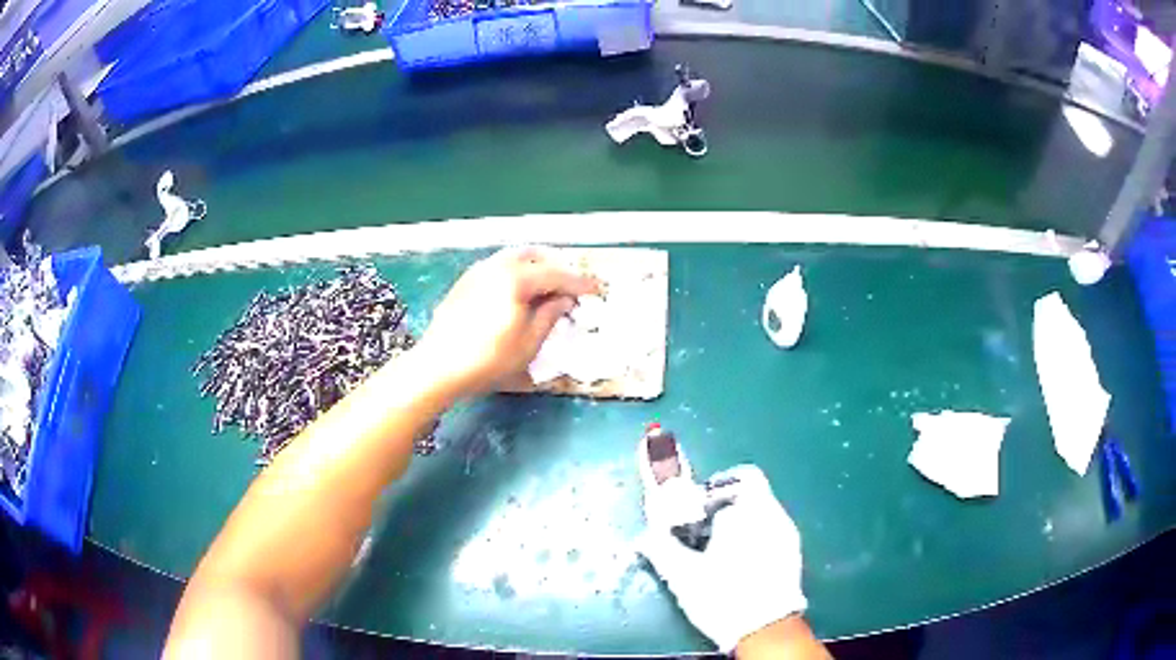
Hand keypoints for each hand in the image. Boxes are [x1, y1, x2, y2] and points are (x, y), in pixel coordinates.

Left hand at [416, 247, 599, 397]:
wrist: (438, 366)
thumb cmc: (488, 359)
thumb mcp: (529, 343)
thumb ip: (550, 315)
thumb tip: (564, 300)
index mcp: (516, 278)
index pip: (556, 274)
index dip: (580, 282)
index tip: (597, 290)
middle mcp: (496, 266)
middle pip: (534, 256)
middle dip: (556, 266)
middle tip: (572, 285)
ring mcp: (477, 271)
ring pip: (513, 257)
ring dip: (535, 266)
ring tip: (548, 286)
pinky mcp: (465, 282)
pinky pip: (498, 266)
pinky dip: (516, 271)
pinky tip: (519, 290)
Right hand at [638, 453, 807, 652]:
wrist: (765, 629)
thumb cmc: (722, 595)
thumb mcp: (683, 574)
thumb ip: (661, 547)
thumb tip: (645, 535)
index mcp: (749, 510)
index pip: (741, 476)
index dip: (716, 488)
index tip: (698, 509)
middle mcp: (775, 514)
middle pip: (752, 493)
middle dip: (726, 508)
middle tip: (702, 533)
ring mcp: (788, 534)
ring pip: (763, 514)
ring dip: (741, 524)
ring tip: (718, 552)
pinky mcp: (794, 554)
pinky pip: (772, 533)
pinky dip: (755, 539)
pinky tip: (739, 566)